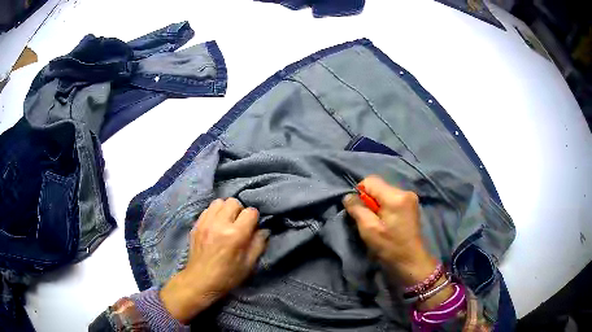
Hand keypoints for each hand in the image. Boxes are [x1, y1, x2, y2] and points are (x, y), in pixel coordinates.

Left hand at [160, 198, 268, 323]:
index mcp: (235, 235)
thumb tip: (263, 229)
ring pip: (219, 202)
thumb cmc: (227, 276)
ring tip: (227, 222)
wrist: (200, 281)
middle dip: (240, 211)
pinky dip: (214, 213)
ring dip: (226, 209)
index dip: (254, 219)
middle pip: (234, 202)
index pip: (250, 212)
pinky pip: (208, 209)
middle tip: (239, 225)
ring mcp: (205, 222)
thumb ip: (259, 244)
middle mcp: (219, 224)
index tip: (252, 229)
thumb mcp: (249, 264)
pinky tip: (216, 225)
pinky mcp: (196, 224)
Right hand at [343, 175, 452, 308]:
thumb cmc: (390, 247)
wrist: (411, 262)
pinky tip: (387, 223)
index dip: (360, 193)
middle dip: (369, 200)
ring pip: (385, 193)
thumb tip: (348, 196)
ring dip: (377, 205)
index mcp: (396, 196)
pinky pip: (392, 199)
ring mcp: (411, 198)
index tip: (358, 210)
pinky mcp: (412, 205)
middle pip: (379, 186)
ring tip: (378, 223)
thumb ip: (357, 209)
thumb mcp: (369, 230)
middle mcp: (405, 192)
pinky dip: (385, 208)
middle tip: (368, 220)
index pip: (370, 180)